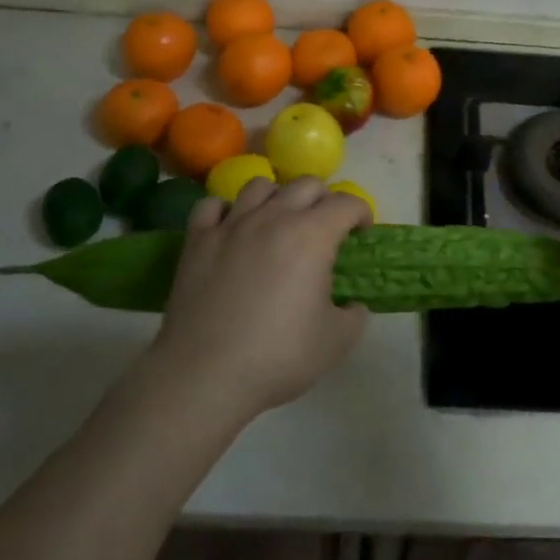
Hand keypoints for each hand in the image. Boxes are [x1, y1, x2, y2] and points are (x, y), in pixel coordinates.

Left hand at [147, 176, 369, 427]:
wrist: (205, 376)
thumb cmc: (278, 356)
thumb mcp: (337, 341)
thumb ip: (354, 315)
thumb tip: (351, 305)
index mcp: (312, 235)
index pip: (346, 203)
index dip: (361, 213)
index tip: (362, 233)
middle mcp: (273, 217)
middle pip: (306, 184)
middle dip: (324, 199)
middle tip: (325, 228)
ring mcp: (231, 225)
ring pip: (260, 185)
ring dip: (277, 197)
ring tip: (279, 222)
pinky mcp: (197, 240)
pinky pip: (212, 205)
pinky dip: (227, 210)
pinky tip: (232, 228)